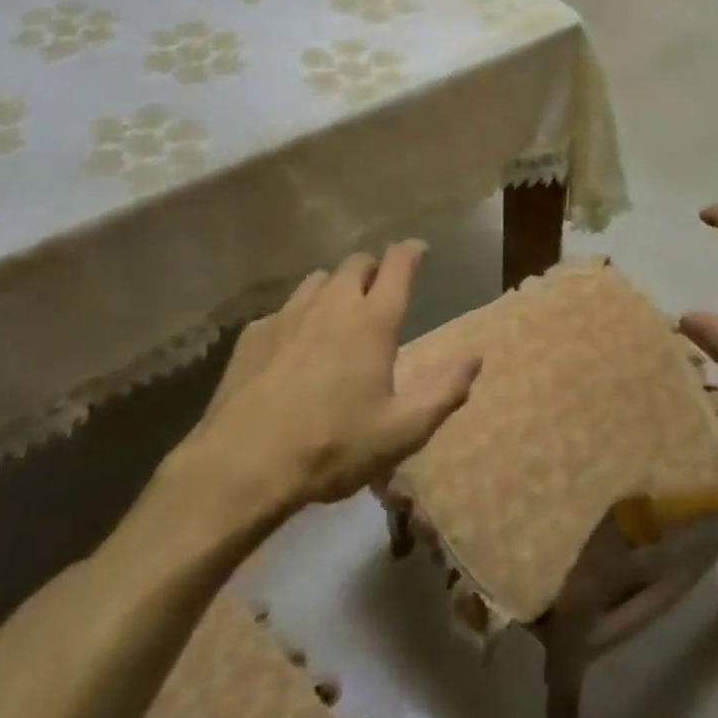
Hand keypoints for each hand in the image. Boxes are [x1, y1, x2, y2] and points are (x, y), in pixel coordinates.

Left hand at [175, 244, 480, 510]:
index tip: (419, 251)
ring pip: (319, 280)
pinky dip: (298, 317)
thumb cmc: (333, 446)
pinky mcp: (254, 333)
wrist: (242, 466)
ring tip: (337, 317)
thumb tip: (475, 358)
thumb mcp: (402, 431)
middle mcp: (333, 304)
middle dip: (373, 270)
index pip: (398, 263)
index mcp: (373, 320)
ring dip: (335, 288)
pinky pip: (284, 309)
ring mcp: (288, 314)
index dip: (412, 251)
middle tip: (379, 295)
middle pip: (357, 263)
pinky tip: (292, 349)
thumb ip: (444, 391)